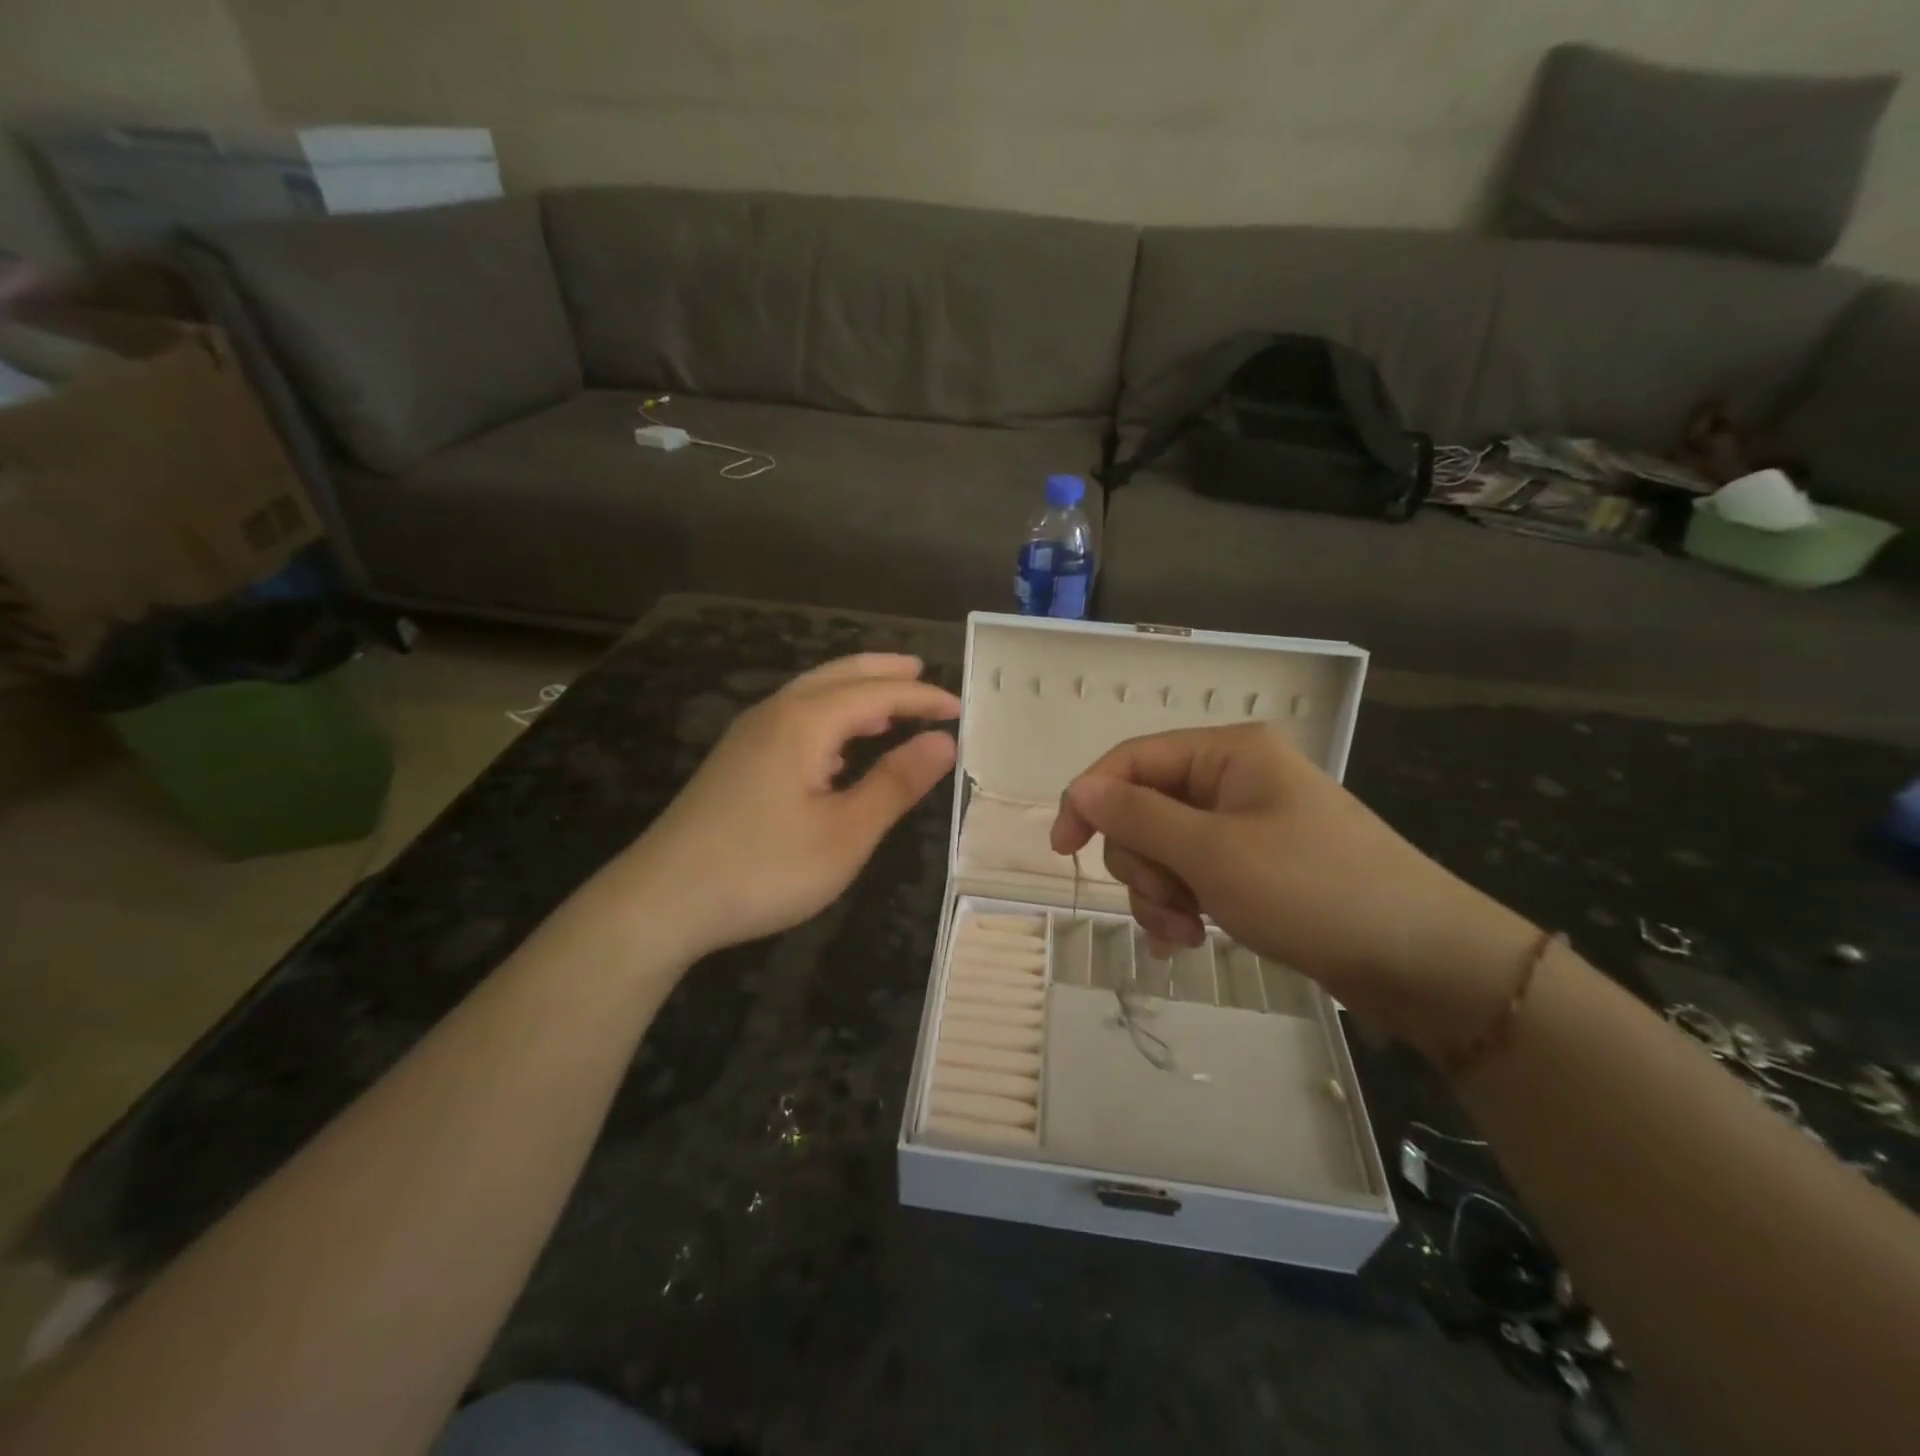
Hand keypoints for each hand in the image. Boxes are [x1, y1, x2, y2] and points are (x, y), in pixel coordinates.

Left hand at [594, 654, 959, 963]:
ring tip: (889, 704)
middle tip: (921, 671)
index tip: (960, 709)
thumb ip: (895, 783)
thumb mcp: (845, 833)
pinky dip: (830, 716)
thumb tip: (943, 741)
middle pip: (838, 676)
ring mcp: (749, 735)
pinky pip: (795, 717)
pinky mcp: (736, 760)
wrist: (661, 901)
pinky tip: (839, 747)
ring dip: (854, 691)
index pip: (877, 693)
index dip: (921, 697)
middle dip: (884, 673)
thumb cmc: (763, 868)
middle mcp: (775, 713)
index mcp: (805, 722)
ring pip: (812, 694)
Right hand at [1050, 723, 1538, 1057]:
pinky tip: (1189, 940)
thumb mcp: (1212, 852)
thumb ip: (1136, 817)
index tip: (1061, 849)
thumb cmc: (1312, 889)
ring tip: (1185, 934)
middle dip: (1141, 863)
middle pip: (1144, 809)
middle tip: (1167, 906)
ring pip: (1165, 849)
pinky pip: (1193, 875)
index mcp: (1227, 753)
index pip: (1131, 760)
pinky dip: (1182, 905)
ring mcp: (1246, 825)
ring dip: (1160, 893)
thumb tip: (1079, 789)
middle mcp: (1233, 779)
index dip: (1089, 799)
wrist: (1422, 960)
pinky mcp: (1256, 867)